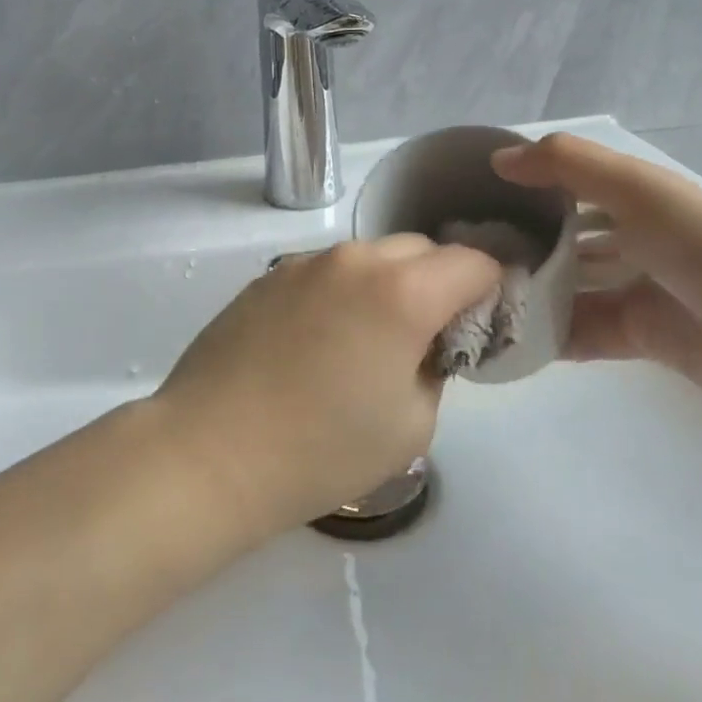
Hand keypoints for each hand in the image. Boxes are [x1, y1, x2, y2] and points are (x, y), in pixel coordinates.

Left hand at [154, 236, 501, 537]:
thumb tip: (424, 345)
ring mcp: (304, 263)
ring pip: (368, 257)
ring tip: (367, 339)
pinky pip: (325, 272)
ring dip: (386, 284)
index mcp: (402, 291)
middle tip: (427, 334)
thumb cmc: (321, 451)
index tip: (484, 320)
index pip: (473, 261)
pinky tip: (317, 342)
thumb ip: (435, 368)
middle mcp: (354, 260)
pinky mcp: (267, 277)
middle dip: (439, 280)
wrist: (210, 453)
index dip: (491, 287)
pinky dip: (341, 292)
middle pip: (420, 249)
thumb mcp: (412, 424)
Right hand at [493, 134, 701, 404]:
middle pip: (561, 242)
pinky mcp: (637, 337)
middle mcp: (627, 240)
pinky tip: (506, 339)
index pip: (561, 188)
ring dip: (529, 295)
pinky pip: (580, 335)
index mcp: (628, 198)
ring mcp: (631, 290)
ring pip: (567, 290)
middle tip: (461, 259)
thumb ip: (566, 165)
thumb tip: (498, 159)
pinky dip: (549, 337)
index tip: (467, 201)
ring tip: (473, 301)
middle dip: (518, 247)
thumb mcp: (635, 187)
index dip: (519, 191)